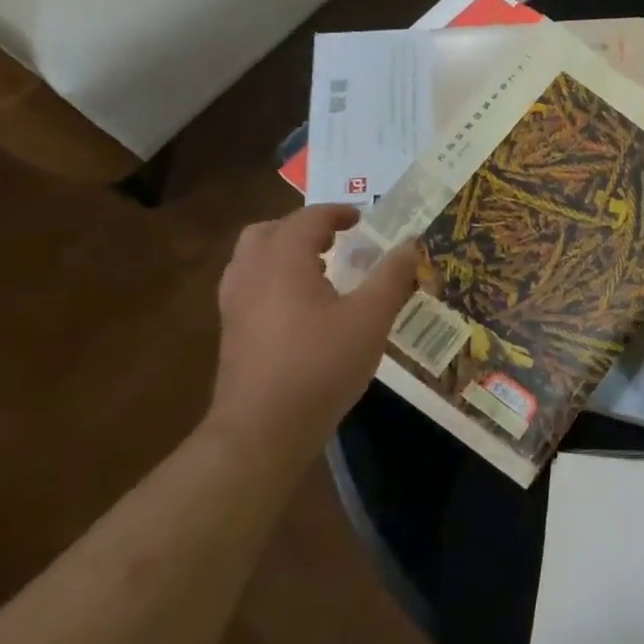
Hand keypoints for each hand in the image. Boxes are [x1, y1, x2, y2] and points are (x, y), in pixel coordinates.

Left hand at [209, 205, 418, 471]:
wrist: (263, 430)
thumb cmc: (321, 365)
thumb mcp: (371, 317)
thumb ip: (392, 275)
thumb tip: (411, 242)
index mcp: (283, 262)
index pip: (307, 219)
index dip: (337, 213)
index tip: (362, 220)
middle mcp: (251, 275)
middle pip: (268, 232)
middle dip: (303, 228)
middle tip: (337, 240)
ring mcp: (235, 306)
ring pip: (252, 259)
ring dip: (285, 253)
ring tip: (321, 269)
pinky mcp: (232, 333)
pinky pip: (250, 286)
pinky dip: (274, 279)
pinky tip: (304, 306)